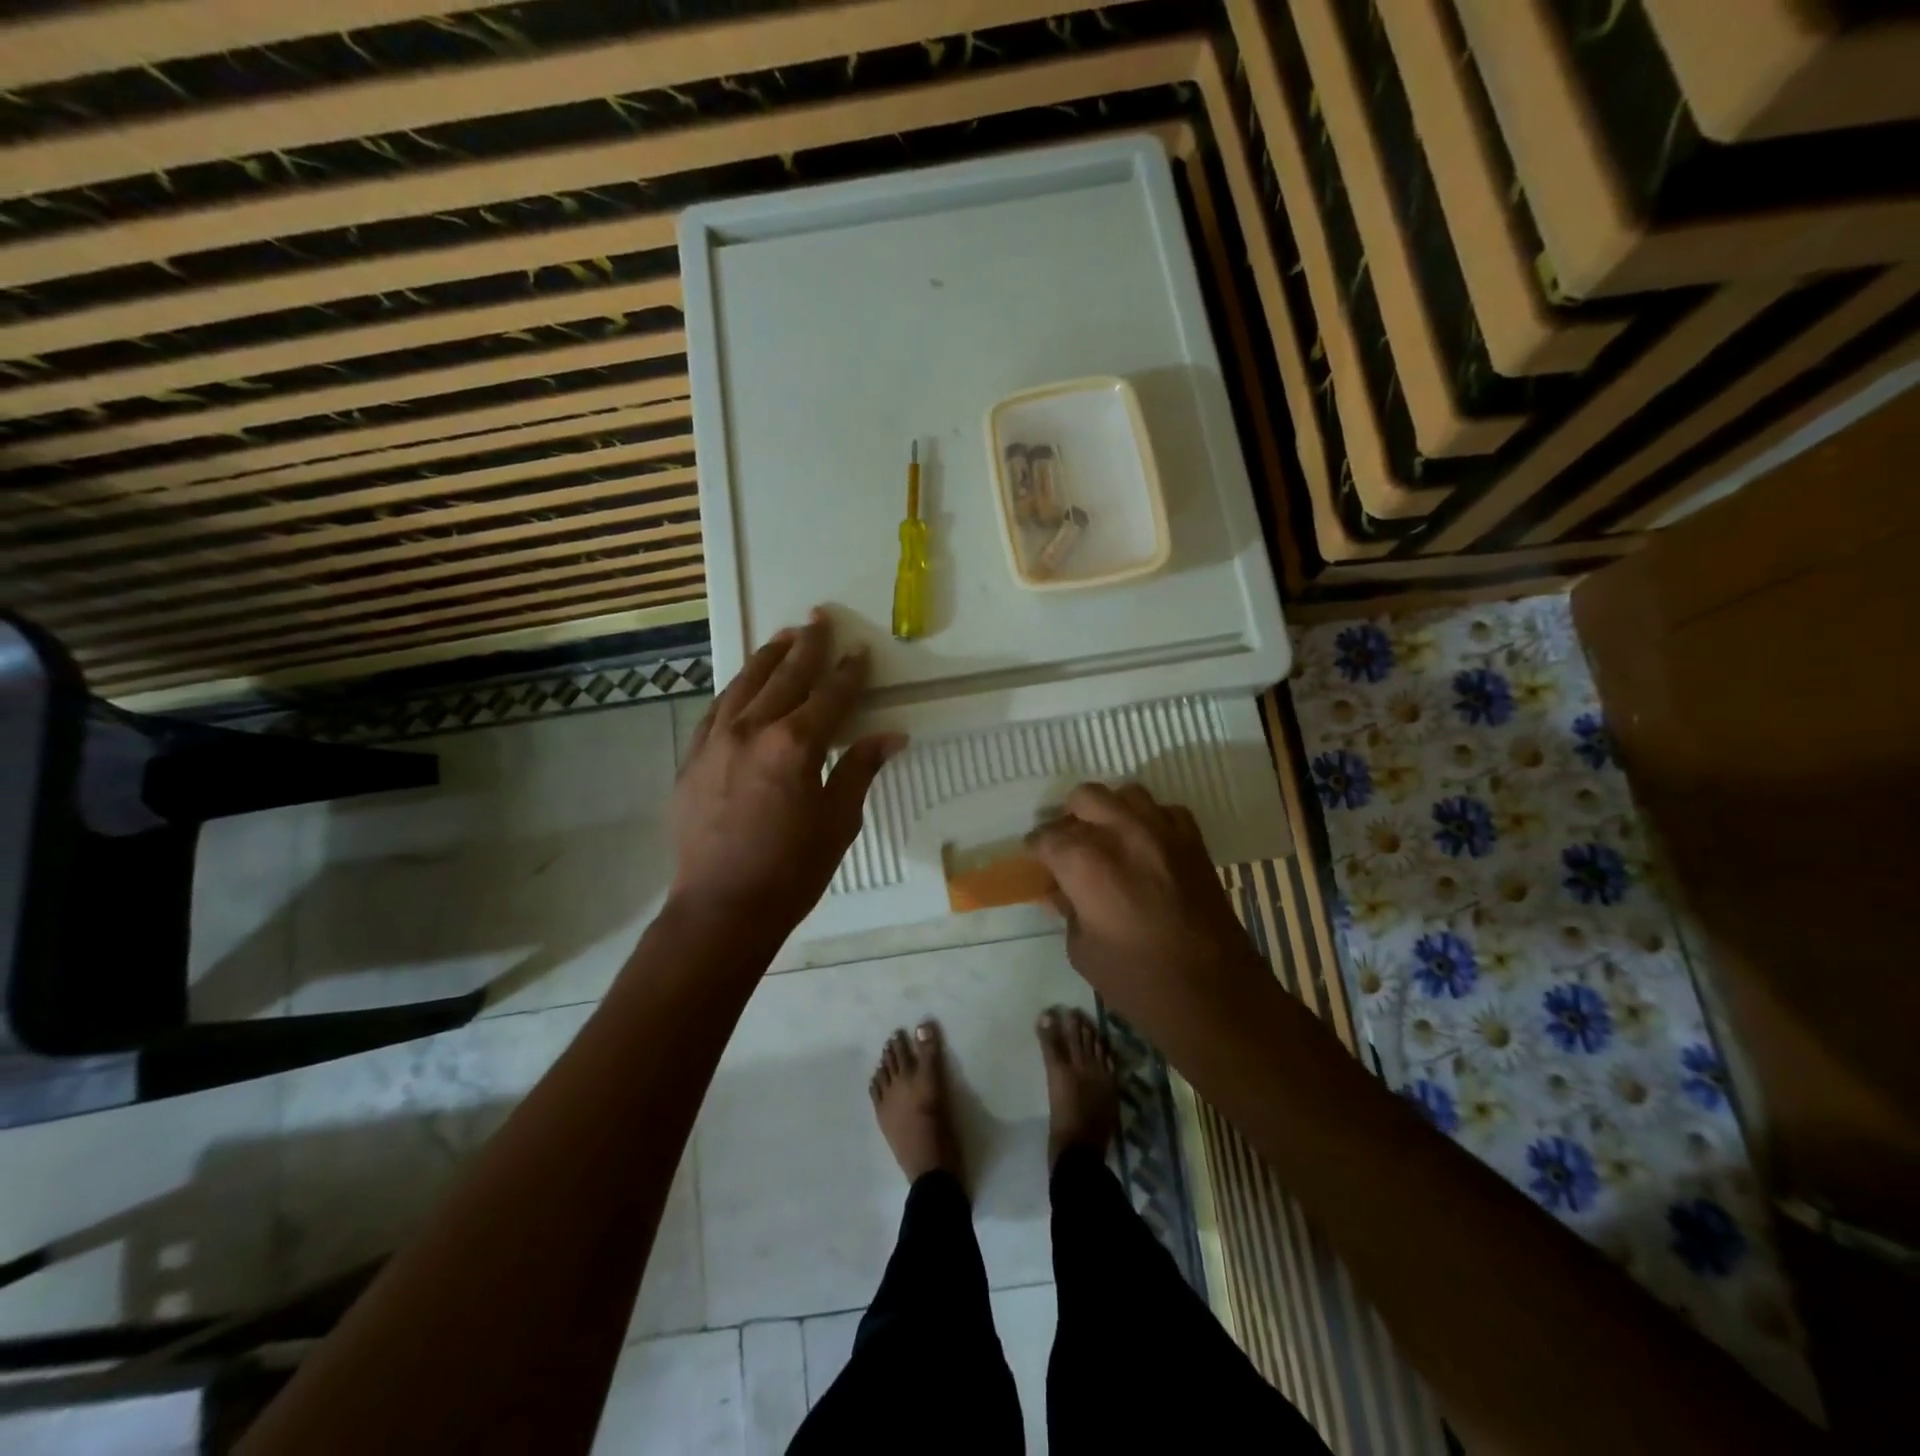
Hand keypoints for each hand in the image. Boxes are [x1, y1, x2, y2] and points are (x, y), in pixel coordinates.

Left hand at [671, 609, 904, 935]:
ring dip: (767, 658)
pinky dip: (735, 690)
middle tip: (819, 617)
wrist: (721, 908)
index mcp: (795, 745)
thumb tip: (891, 735)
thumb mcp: (838, 822)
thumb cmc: (792, 870)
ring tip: (784, 637)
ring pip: (744, 685)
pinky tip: (743, 684)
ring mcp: (716, 741)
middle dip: (807, 646)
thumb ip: (860, 769)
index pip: (831, 696)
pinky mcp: (693, 758)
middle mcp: (752, 730)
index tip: (860, 650)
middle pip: (785, 677)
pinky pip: (716, 710)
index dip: (849, 672)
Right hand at [1027, 783, 1267, 1029]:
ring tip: (1108, 837)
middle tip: (1070, 845)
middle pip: (1085, 797)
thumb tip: (1059, 891)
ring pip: (1127, 793)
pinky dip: (1151, 820)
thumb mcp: (1083, 950)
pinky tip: (1146, 845)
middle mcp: (1121, 833)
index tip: (1037, 859)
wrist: (1212, 994)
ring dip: (1111, 810)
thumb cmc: (1137, 980)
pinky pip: (1165, 811)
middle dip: (1071, 817)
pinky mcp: (1193, 842)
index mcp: (1084, 862)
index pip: (1047, 837)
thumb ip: (1068, 910)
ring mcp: (1161, 832)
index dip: (1037, 848)